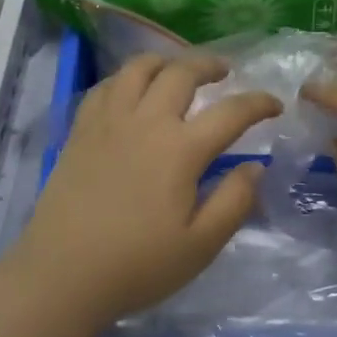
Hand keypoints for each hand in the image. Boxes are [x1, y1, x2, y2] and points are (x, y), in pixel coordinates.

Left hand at [10, 54, 281, 325]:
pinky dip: (126, 78)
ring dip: (166, 61)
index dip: (258, 103)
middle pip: (182, 72)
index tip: (275, 104)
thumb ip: (234, 201)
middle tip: (225, 71)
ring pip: (139, 68)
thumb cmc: (137, 265)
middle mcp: (146, 121)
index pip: (231, 112)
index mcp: (181, 149)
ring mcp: (109, 121)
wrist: (61, 275)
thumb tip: (255, 166)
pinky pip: (106, 86)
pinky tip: (131, 90)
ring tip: (178, 70)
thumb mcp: (200, 246)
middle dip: (210, 64)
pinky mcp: (81, 130)